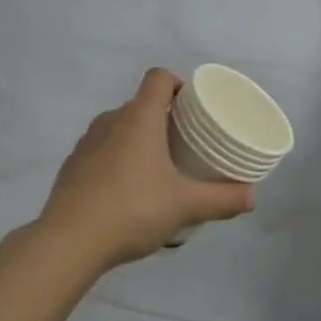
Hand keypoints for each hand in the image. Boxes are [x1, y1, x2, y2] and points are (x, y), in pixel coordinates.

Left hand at [37, 68, 254, 268]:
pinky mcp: (70, 167)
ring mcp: (86, 143)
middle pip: (140, 104)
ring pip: (118, 128)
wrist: (68, 242)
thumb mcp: (185, 206)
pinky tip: (126, 193)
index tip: (192, 107)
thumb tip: (252, 197)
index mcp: (139, 118)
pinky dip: (115, 161)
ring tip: (156, 170)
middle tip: (183, 144)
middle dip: (162, 119)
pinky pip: (100, 152)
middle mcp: (110, 121)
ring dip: (137, 140)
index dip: (177, 84)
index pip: (158, 78)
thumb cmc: (132, 209)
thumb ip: (222, 199)